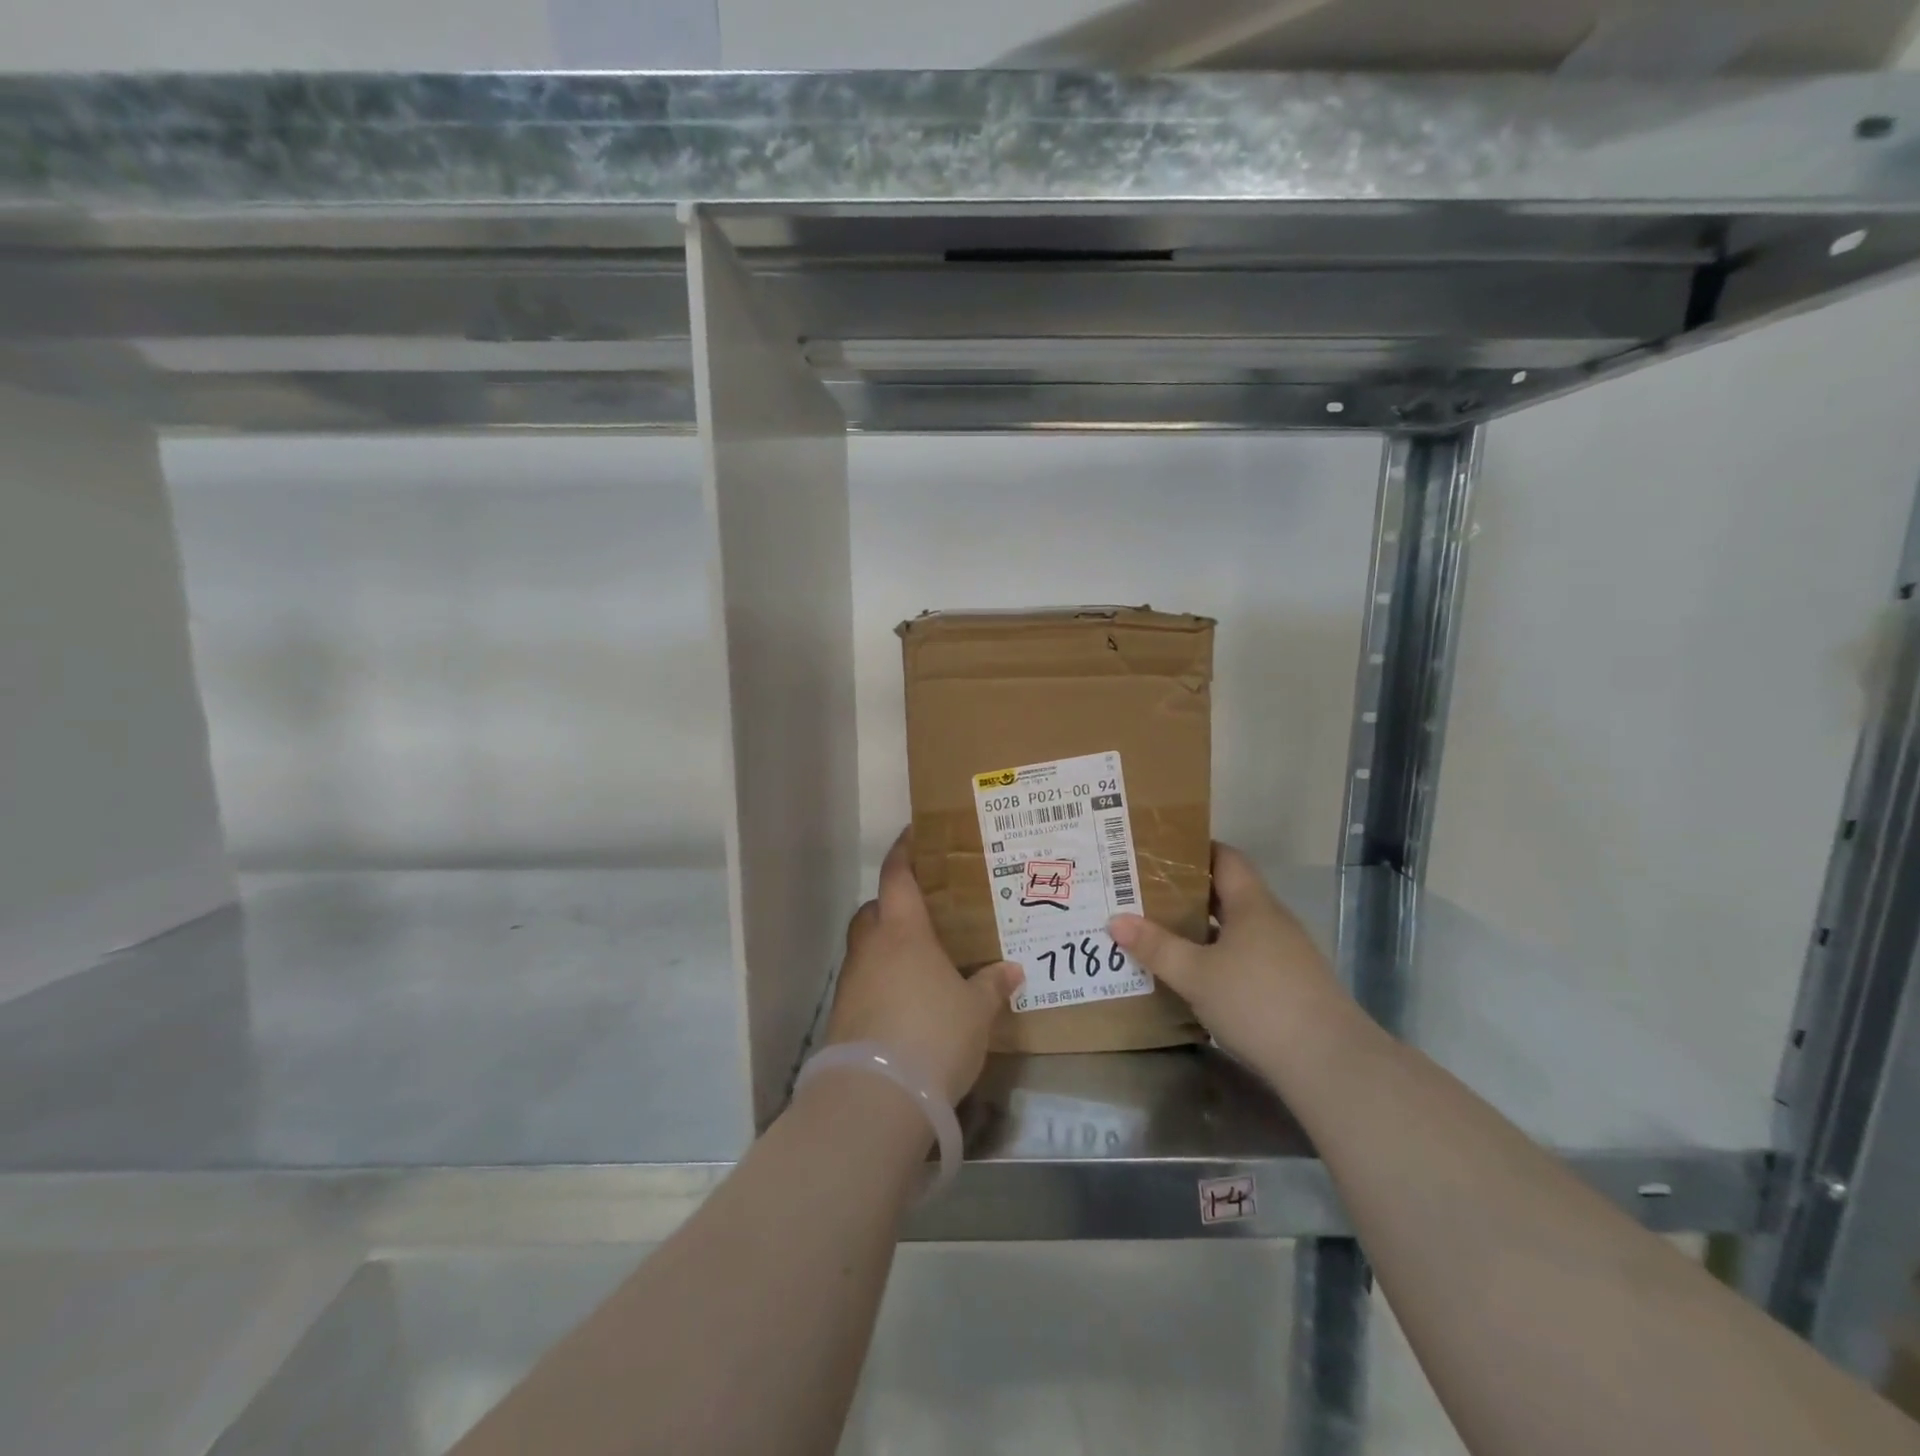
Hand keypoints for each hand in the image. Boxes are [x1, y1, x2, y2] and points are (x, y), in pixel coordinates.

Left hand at [824, 830, 1024, 1106]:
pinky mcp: (842, 1015)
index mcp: (903, 932)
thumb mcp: (975, 1011)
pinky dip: (881, 979)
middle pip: (874, 909)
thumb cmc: (933, 1034)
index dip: (905, 852)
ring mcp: (851, 981)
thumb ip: (991, 986)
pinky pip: (864, 980)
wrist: (876, 1096)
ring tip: (920, 957)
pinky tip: (906, 999)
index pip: (898, 876)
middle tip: (925, 909)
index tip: (915, 835)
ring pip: (866, 946)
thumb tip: (1011, 970)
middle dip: (893, 903)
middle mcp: (871, 947)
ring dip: (887, 945)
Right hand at [1108, 843, 1349, 1068]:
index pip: (1226, 858)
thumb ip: (1156, 947)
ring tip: (1162, 931)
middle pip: (1229, 893)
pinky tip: (1196, 975)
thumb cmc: (1257, 1002)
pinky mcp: (1291, 985)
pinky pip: (1247, 956)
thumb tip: (1115, 919)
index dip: (1195, 850)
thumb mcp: (1195, 975)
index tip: (1158, 852)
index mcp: (1253, 904)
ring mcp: (1287, 954)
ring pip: (1237, 928)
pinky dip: (1220, 956)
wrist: (1330, 1063)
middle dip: (1188, 892)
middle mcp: (1273, 921)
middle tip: (1145, 892)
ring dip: (1203, 927)